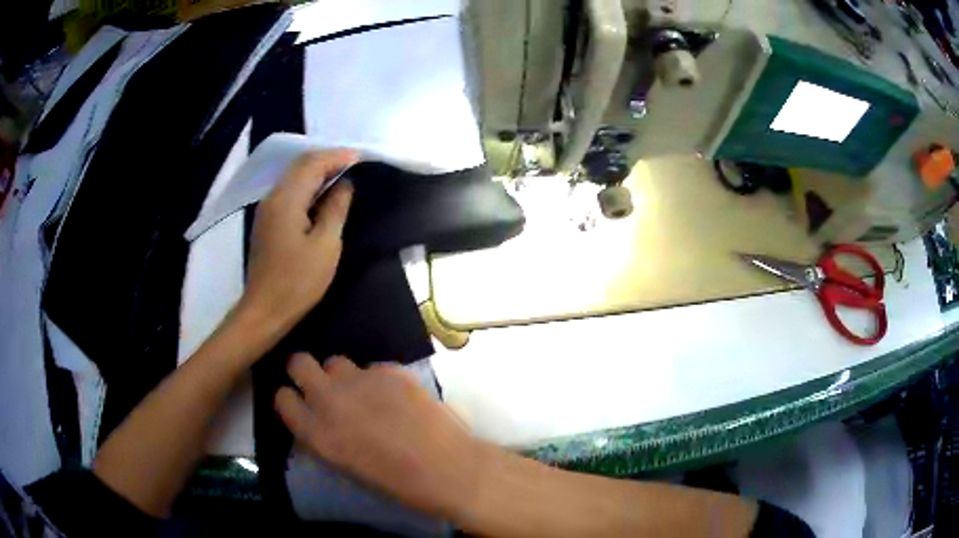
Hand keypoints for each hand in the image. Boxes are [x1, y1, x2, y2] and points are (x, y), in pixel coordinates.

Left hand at [240, 150, 357, 332]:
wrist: (265, 310)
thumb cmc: (298, 281)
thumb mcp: (326, 245)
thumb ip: (335, 209)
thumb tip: (344, 184)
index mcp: (286, 199)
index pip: (312, 163)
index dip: (338, 156)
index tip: (361, 157)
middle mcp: (273, 196)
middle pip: (300, 165)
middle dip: (327, 159)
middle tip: (354, 163)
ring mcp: (267, 208)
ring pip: (293, 176)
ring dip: (317, 170)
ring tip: (342, 174)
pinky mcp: (267, 221)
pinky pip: (289, 191)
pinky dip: (308, 185)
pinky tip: (322, 194)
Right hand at [275, 354, 486, 517]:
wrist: (446, 468)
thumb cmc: (396, 483)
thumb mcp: (345, 466)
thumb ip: (324, 437)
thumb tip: (318, 419)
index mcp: (316, 433)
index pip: (282, 398)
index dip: (290, 399)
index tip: (300, 403)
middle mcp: (330, 400)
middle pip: (298, 363)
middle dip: (304, 372)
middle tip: (321, 386)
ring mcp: (360, 381)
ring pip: (335, 361)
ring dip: (342, 375)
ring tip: (362, 393)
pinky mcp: (390, 370)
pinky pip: (372, 368)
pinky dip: (377, 380)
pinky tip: (396, 397)